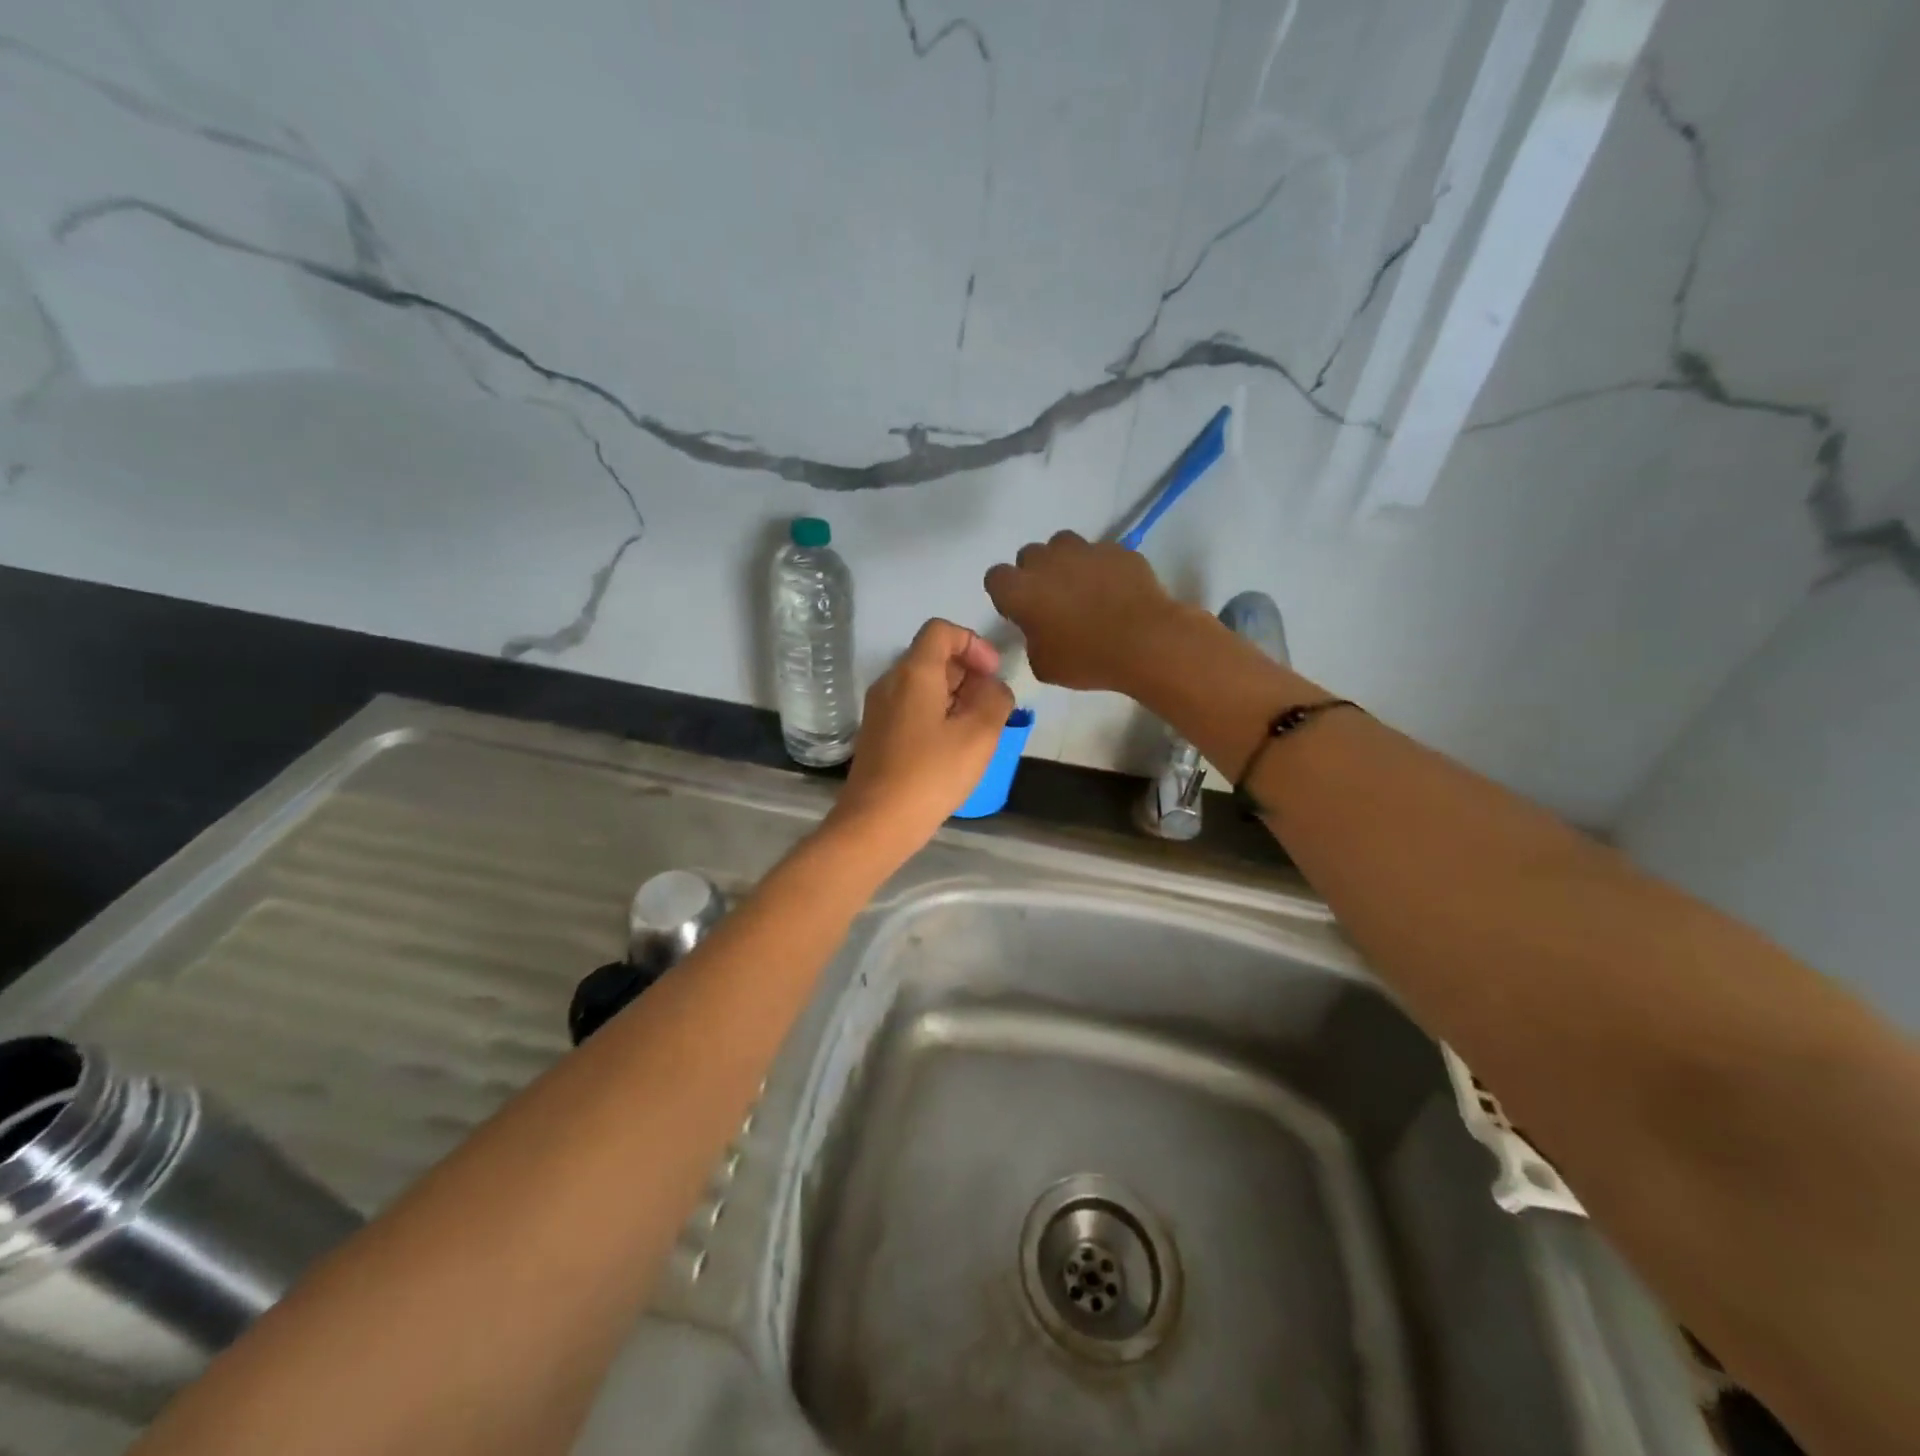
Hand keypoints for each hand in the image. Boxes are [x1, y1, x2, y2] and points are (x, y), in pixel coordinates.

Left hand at [830, 618, 1013, 849]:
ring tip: (976, 731)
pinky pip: (911, 709)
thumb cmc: (931, 774)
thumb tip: (993, 688)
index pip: (941, 631)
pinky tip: (952, 749)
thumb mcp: (979, 735)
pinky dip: (937, 715)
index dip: (973, 643)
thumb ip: (995, 700)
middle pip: (932, 657)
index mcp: (913, 673)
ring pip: (923, 685)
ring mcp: (879, 710)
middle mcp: (890, 683)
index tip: (993, 674)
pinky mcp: (877, 735)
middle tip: (990, 708)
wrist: (876, 822)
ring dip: (955, 697)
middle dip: (968, 673)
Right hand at [984, 531, 1192, 692]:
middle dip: (1036, 573)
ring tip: (1083, 587)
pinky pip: (1100, 553)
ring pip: (1063, 544)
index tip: (1021, 611)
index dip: (1006, 594)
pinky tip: (1115, 590)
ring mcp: (1084, 549)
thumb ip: (1032, 639)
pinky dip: (1101, 568)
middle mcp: (1046, 561)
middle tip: (1052, 601)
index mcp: (1020, 590)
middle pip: (1029, 556)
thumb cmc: (1086, 659)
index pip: (995, 578)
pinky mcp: (1116, 549)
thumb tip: (1040, 629)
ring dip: (1066, 562)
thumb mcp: (1043, 665)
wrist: (1145, 642)